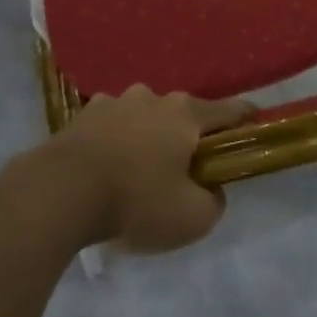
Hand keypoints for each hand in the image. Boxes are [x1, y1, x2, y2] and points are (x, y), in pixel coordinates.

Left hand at [52, 86, 254, 252]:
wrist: (61, 191)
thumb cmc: (136, 200)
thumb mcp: (191, 218)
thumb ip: (213, 202)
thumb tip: (211, 189)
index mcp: (186, 115)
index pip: (230, 110)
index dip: (246, 119)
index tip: (255, 125)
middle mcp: (154, 98)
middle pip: (184, 114)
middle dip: (189, 136)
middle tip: (186, 168)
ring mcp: (116, 101)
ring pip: (145, 116)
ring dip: (149, 136)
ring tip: (140, 169)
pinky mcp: (84, 115)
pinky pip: (112, 125)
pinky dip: (116, 140)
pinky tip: (107, 166)